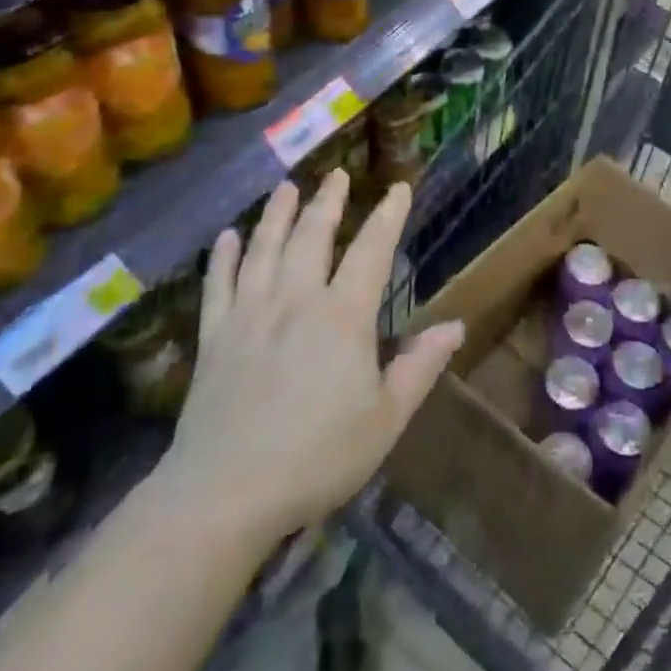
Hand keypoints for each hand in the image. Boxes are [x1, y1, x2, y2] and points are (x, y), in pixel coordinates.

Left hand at [159, 171, 464, 540]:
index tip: (398, 187)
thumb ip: (420, 367)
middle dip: (327, 202)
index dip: (388, 216)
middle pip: (312, 237)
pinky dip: (222, 259)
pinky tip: (225, 238)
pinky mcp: (214, 339)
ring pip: (264, 250)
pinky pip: (217, 287)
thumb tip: (456, 325)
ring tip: (285, 188)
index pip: (372, 251)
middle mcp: (296, 301)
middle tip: (335, 174)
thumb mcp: (385, 419)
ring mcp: (249, 316)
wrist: (223, 496)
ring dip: (276, 215)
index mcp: (342, 316)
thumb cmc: (316, 457)